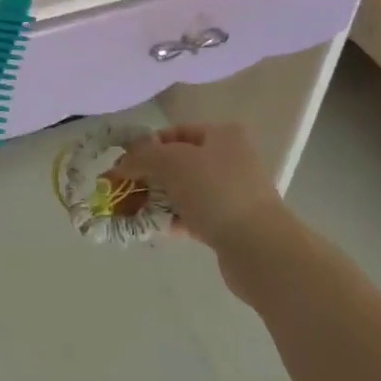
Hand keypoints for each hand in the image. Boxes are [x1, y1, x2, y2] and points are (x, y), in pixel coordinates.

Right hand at [112, 123, 291, 293]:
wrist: (259, 248)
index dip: (147, 146)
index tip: (124, 165)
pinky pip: (194, 215)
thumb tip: (121, 162)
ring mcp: (232, 193)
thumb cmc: (215, 191)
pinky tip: (155, 228)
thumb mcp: (172, 163)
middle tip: (122, 191)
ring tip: (132, 212)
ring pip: (185, 191)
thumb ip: (143, 156)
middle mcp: (230, 159)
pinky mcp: (230, 223)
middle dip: (149, 176)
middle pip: (179, 162)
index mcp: (222, 135)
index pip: (176, 132)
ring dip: (158, 199)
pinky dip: (174, 219)